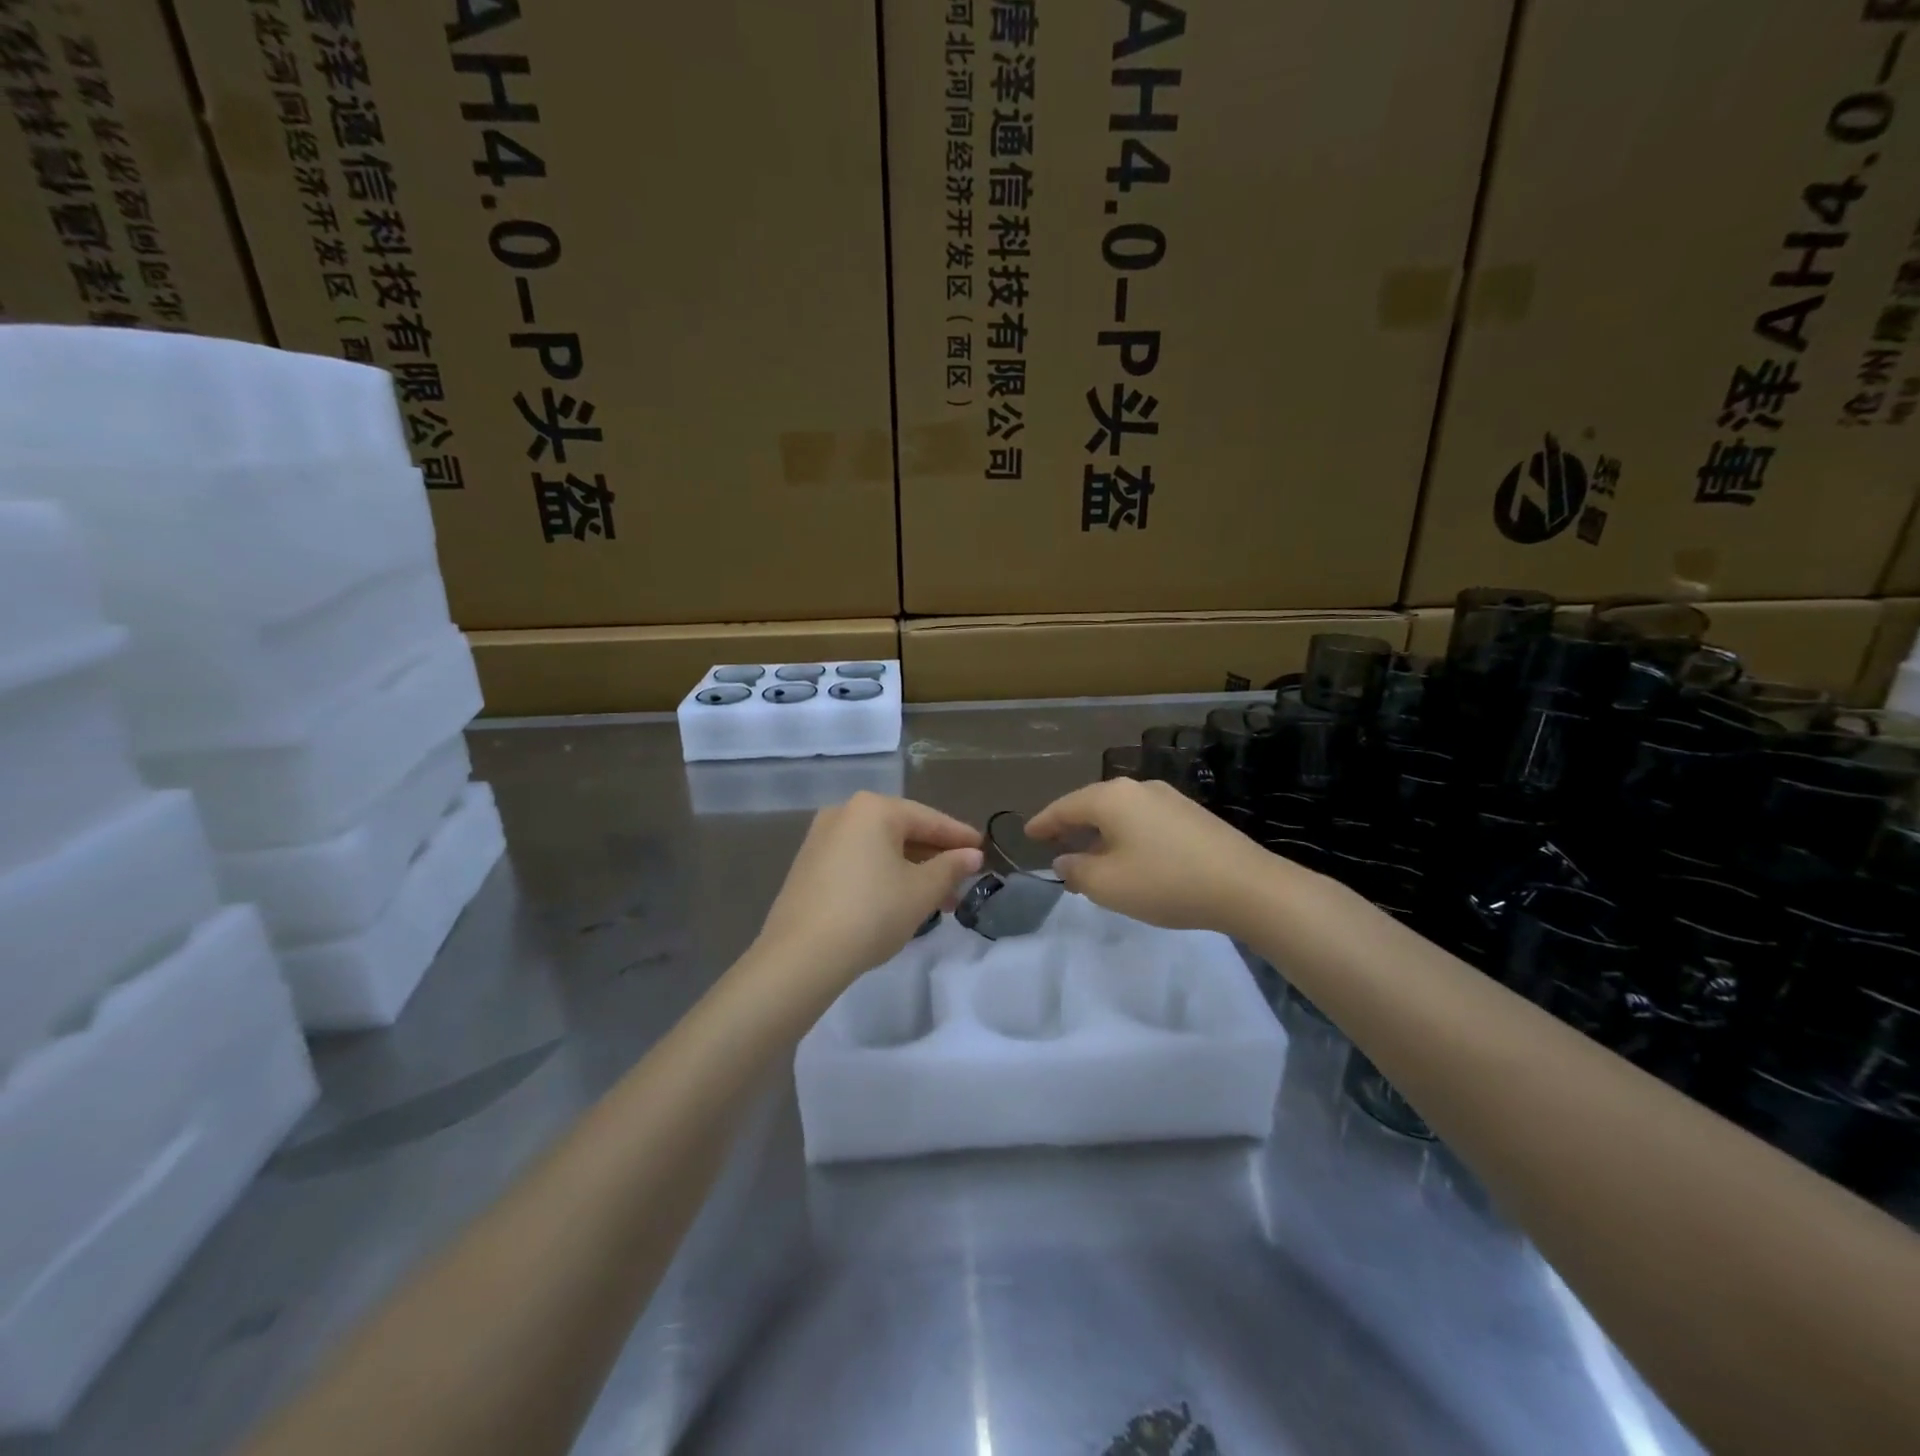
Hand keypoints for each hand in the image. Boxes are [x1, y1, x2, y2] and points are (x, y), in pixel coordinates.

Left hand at [748, 793, 982, 1000]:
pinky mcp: (809, 865)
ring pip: (880, 848)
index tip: (984, 850)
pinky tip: (901, 900)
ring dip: (911, 870)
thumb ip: (950, 868)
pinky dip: (884, 875)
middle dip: (935, 858)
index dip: (960, 837)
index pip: (929, 819)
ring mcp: (822, 838)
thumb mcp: (921, 891)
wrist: (801, 955)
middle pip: (903, 831)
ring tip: (938, 901)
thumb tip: (972, 856)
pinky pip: (859, 861)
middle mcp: (845, 813)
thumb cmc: (871, 913)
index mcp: (874, 808)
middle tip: (963, 882)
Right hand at [1026, 778, 1284, 934]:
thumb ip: (1077, 871)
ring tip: (1091, 855)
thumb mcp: (1108, 885)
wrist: (1245, 886)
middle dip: (1072, 825)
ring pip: (1121, 813)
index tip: (1027, 833)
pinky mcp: (1191, 815)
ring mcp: (1169, 798)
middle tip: (1054, 844)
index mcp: (1112, 798)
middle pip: (1093, 804)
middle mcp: (1138, 788)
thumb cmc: (1166, 882)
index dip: (1043, 822)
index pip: (1065, 806)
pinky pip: (1144, 821)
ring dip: (1101, 833)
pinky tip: (1130, 857)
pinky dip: (1126, 835)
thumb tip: (1065, 860)